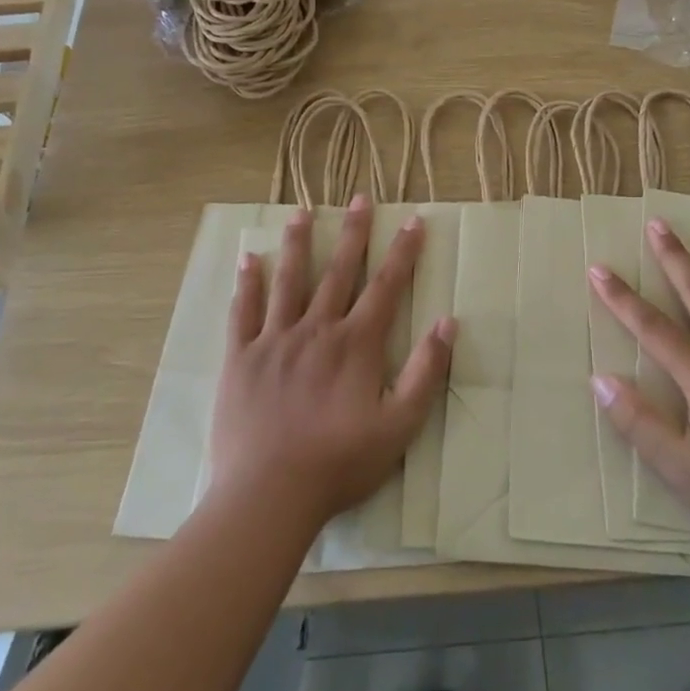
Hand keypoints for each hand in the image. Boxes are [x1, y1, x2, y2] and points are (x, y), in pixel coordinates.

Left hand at [207, 197, 453, 532]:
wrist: (268, 494)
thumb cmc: (340, 463)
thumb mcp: (400, 425)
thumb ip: (426, 372)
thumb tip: (449, 322)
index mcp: (356, 344)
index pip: (386, 286)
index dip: (403, 251)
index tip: (414, 220)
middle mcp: (316, 329)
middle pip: (338, 271)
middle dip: (353, 232)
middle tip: (359, 197)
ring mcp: (274, 340)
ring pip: (289, 281)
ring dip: (297, 243)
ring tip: (301, 211)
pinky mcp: (240, 358)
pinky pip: (243, 312)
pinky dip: (247, 284)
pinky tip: (248, 259)